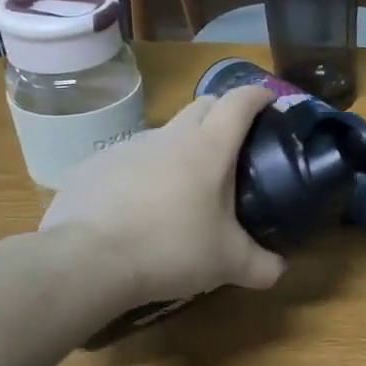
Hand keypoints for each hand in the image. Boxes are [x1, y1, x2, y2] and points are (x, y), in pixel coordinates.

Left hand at [41, 84, 284, 304]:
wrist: (85, 261)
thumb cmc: (170, 249)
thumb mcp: (228, 263)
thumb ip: (261, 265)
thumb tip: (280, 270)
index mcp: (209, 148)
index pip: (240, 102)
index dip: (259, 95)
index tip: (270, 101)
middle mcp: (170, 136)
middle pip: (203, 105)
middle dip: (223, 113)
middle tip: (234, 144)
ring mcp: (127, 147)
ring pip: (165, 133)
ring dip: (181, 147)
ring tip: (184, 187)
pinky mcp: (94, 165)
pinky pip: (129, 159)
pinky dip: (144, 172)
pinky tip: (139, 207)